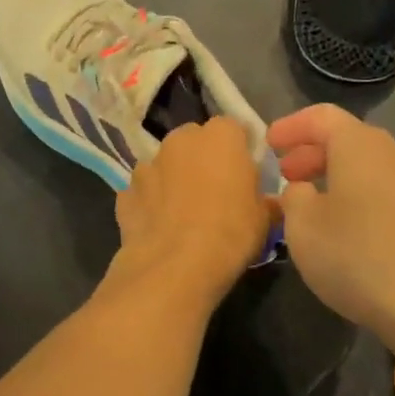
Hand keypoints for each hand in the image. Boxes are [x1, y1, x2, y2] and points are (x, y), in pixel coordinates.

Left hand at [106, 117, 272, 308]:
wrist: (176, 266)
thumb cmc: (231, 233)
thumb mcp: (264, 218)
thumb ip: (265, 200)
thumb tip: (269, 203)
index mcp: (220, 136)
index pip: (234, 129)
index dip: (239, 151)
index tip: (244, 174)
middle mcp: (181, 140)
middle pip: (195, 141)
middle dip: (203, 160)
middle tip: (215, 192)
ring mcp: (147, 165)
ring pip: (165, 165)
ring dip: (173, 180)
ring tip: (183, 214)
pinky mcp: (125, 193)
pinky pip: (143, 192)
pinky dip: (150, 204)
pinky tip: (160, 228)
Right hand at [268, 104, 394, 343]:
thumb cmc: (358, 256)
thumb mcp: (303, 228)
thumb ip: (294, 199)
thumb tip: (303, 190)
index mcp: (360, 146)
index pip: (322, 117)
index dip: (292, 126)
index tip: (269, 144)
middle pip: (350, 141)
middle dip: (314, 154)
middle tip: (288, 176)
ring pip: (371, 170)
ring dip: (339, 180)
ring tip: (315, 208)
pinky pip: (389, 196)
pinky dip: (362, 201)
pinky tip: (350, 233)